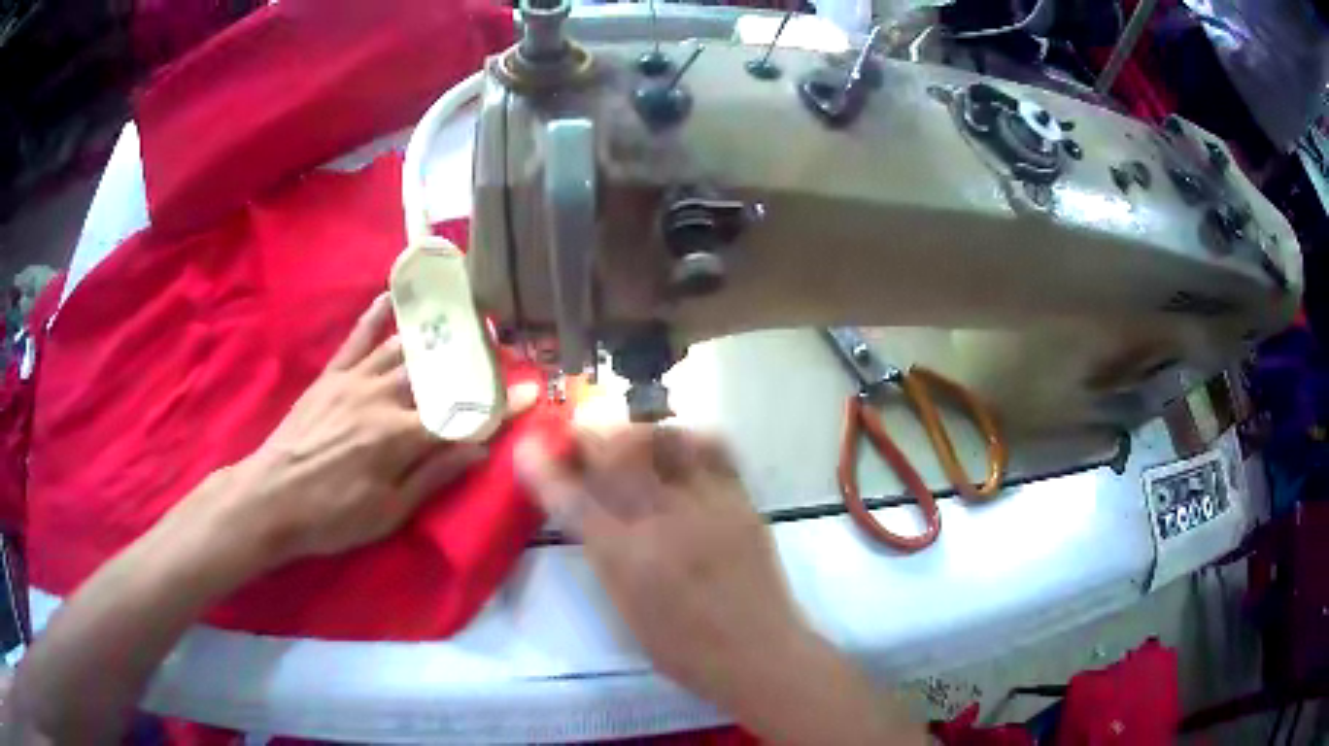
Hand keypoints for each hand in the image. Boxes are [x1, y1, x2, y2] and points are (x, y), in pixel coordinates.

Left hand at [201, 293, 531, 568]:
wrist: (271, 498)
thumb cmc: (332, 516)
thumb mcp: (387, 512)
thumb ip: (432, 476)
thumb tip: (478, 450)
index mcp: (398, 437)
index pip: (460, 417)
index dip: (498, 406)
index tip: (530, 392)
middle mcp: (381, 398)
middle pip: (436, 372)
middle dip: (472, 357)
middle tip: (500, 342)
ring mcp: (354, 380)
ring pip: (404, 348)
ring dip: (437, 332)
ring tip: (464, 314)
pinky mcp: (332, 375)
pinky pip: (358, 337)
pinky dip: (377, 314)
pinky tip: (394, 295)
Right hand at [515, 426, 807, 707]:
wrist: (759, 653)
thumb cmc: (686, 649)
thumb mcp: (627, 610)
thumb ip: (607, 557)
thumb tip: (590, 515)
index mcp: (627, 560)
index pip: (573, 501)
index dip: (543, 469)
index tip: (527, 448)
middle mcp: (663, 522)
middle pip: (617, 454)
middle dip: (589, 435)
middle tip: (581, 438)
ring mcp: (707, 505)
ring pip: (665, 440)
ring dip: (638, 432)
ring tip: (631, 440)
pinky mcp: (741, 500)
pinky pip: (714, 448)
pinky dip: (689, 438)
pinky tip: (680, 448)